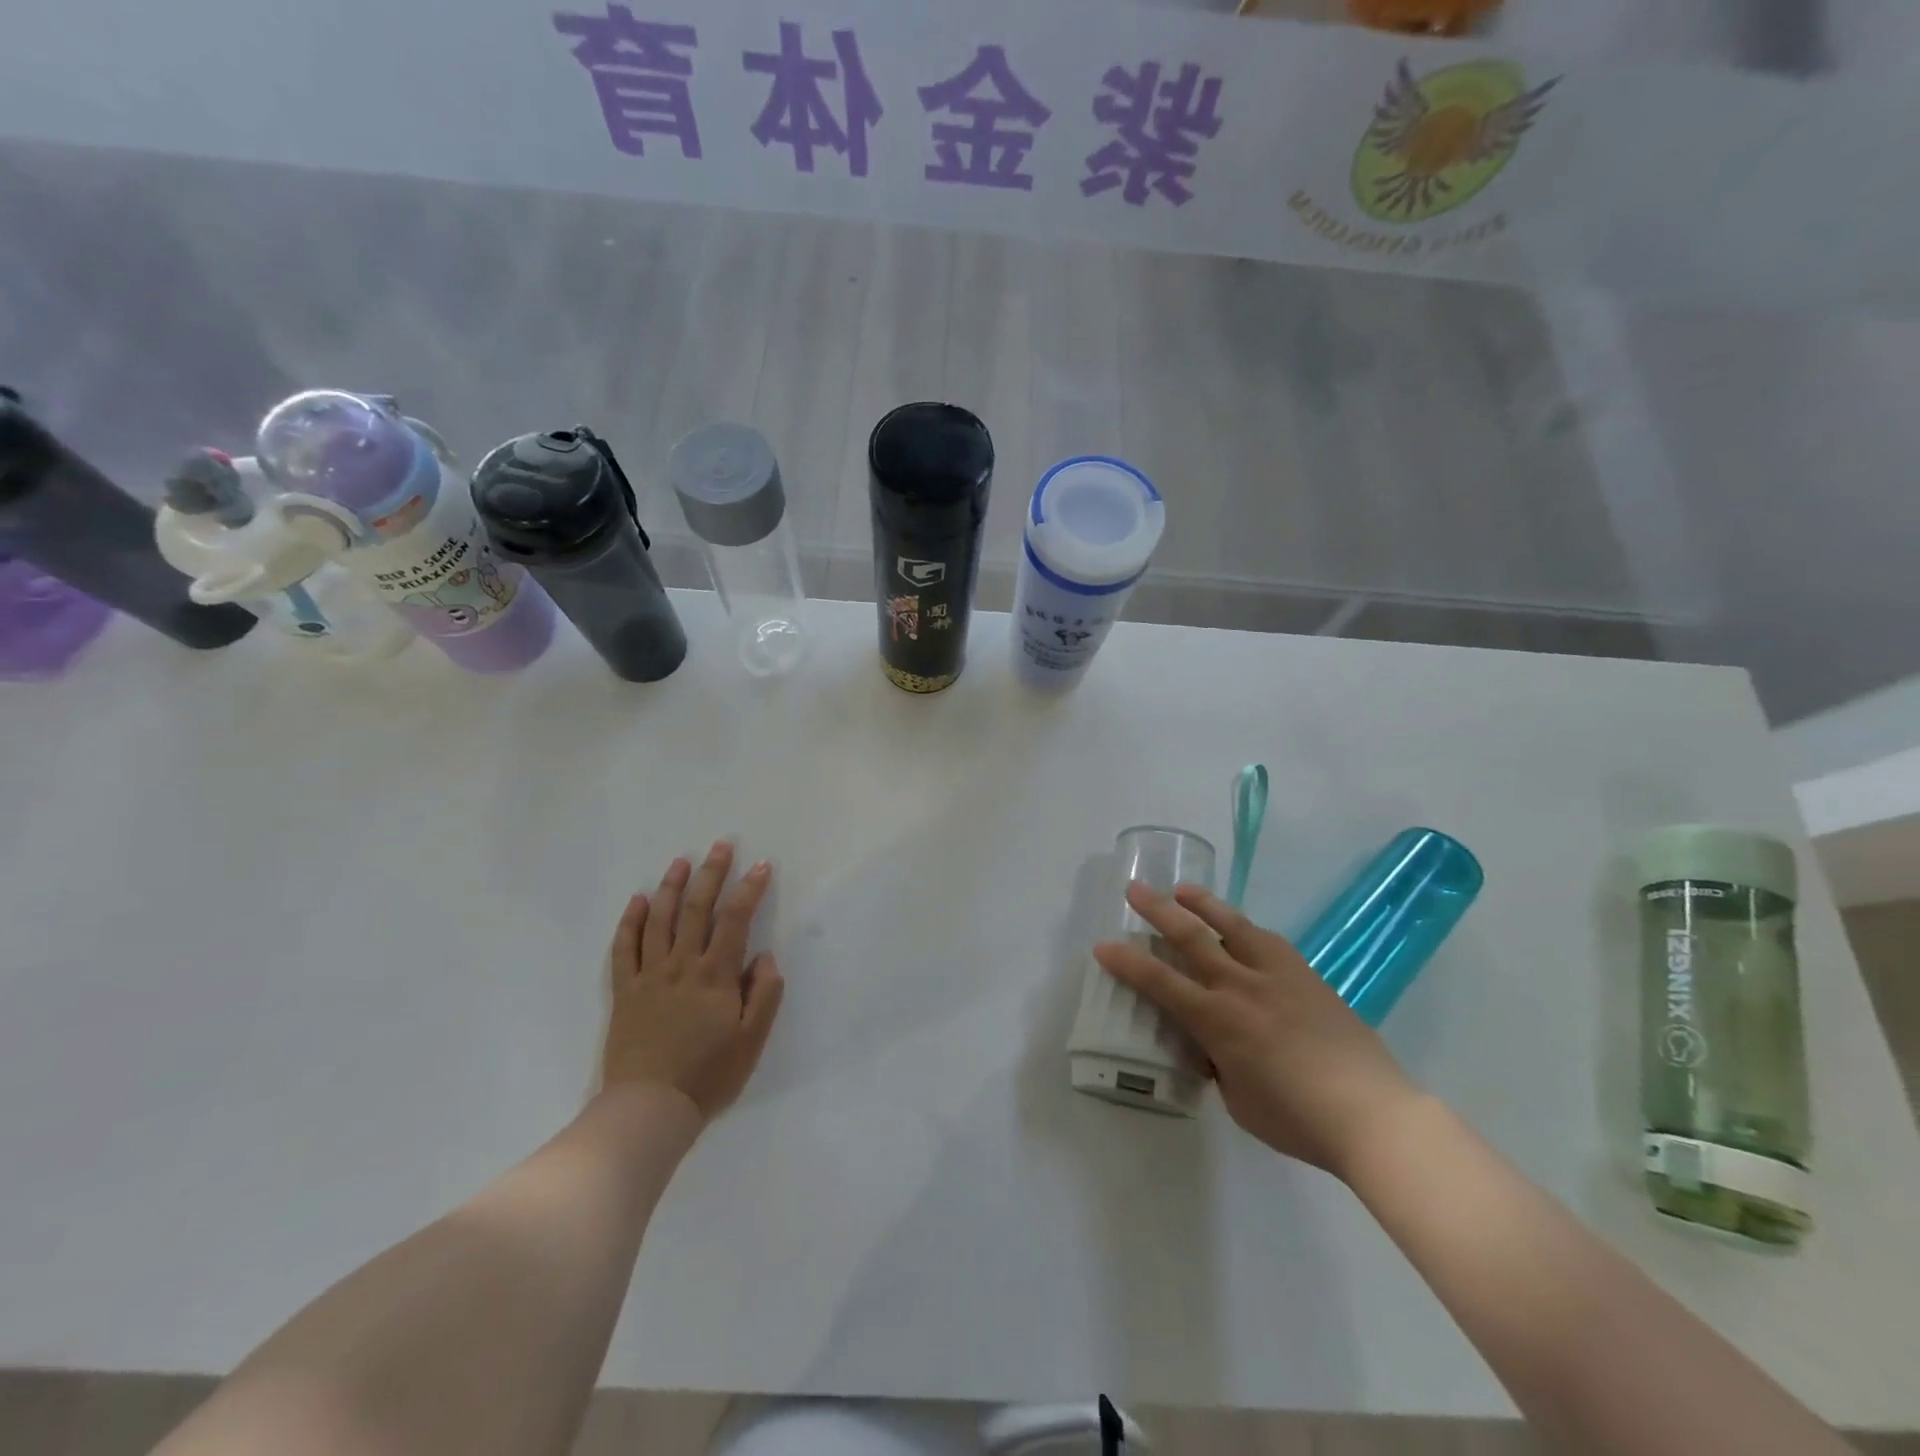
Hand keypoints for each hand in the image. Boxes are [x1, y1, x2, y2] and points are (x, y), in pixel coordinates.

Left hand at [603, 842, 784, 1121]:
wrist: (648, 1110)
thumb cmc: (708, 1076)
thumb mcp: (752, 1041)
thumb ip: (764, 994)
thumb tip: (765, 956)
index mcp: (715, 976)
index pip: (735, 920)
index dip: (749, 889)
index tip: (760, 866)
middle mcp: (681, 966)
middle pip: (695, 909)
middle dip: (710, 874)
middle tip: (720, 845)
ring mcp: (648, 976)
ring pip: (658, 920)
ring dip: (670, 887)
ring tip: (681, 861)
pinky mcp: (624, 992)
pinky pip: (624, 949)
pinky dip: (629, 922)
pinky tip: (636, 901)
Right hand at [1093, 883, 1418, 1177]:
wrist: (1373, 1114)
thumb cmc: (1297, 1119)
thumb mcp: (1238, 1100)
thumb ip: (1218, 1064)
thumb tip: (1212, 1046)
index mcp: (1219, 1020)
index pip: (1160, 982)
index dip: (1127, 962)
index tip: (1103, 946)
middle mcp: (1242, 986)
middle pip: (1191, 936)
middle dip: (1157, 910)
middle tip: (1134, 889)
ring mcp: (1278, 975)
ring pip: (1233, 925)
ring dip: (1203, 903)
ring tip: (1183, 889)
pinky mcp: (1306, 975)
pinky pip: (1268, 941)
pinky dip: (1244, 928)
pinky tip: (1240, 927)